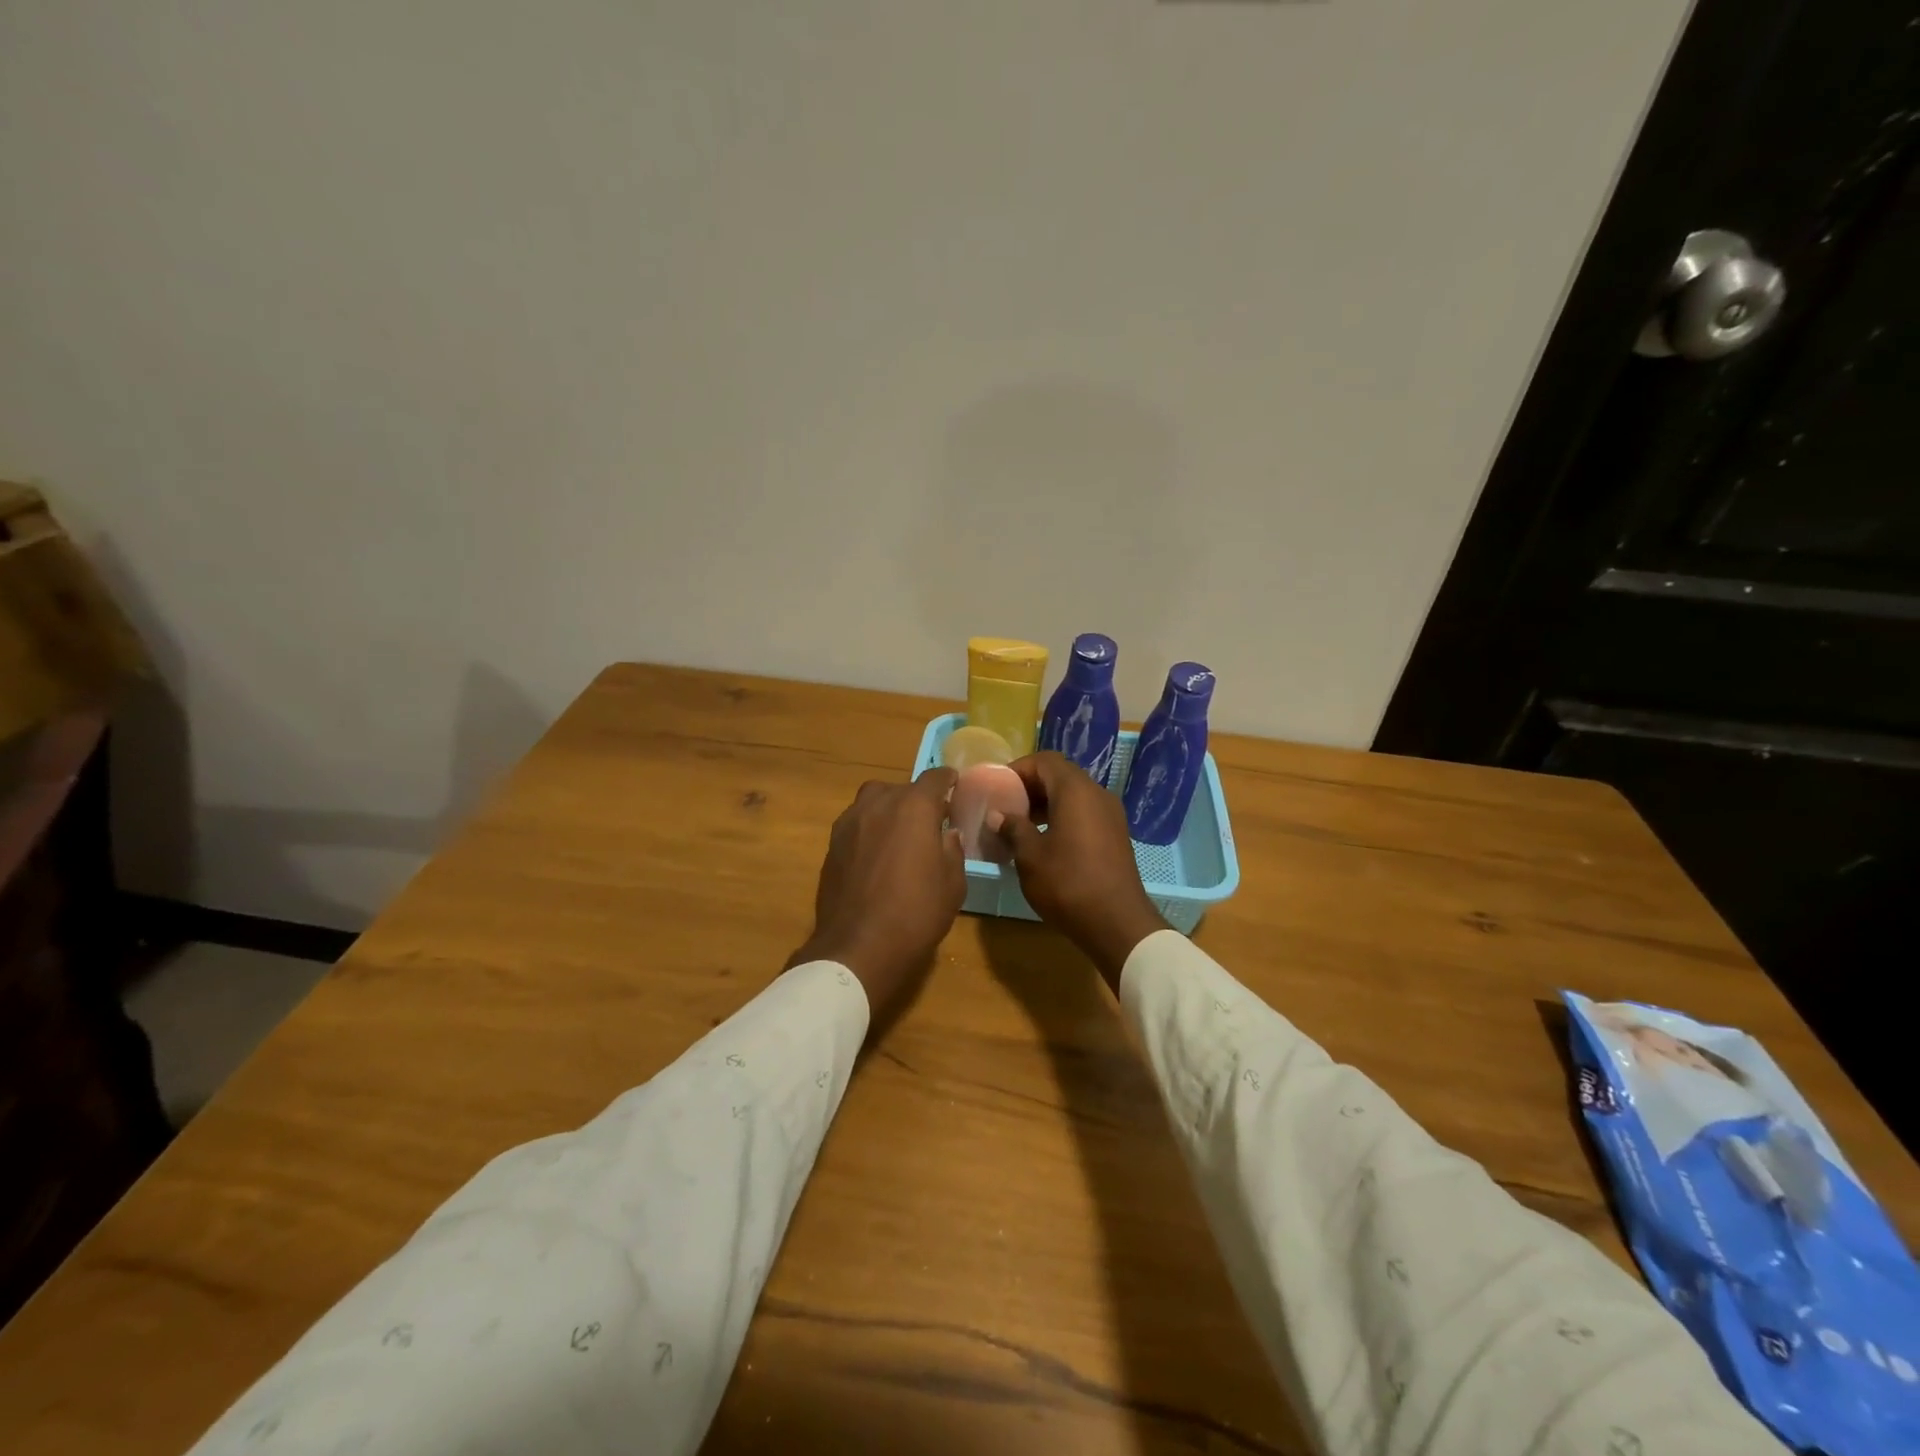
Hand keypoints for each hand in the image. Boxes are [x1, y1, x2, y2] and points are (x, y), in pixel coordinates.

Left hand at [788, 770, 965, 1028]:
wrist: (858, 946)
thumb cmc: (916, 913)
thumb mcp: (952, 884)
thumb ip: (953, 850)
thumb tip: (947, 833)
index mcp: (914, 807)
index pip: (935, 778)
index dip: (948, 780)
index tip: (955, 786)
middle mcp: (879, 804)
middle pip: (901, 788)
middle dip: (917, 799)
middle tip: (930, 822)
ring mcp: (850, 822)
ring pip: (873, 801)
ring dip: (889, 809)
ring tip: (900, 834)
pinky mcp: (832, 844)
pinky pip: (856, 823)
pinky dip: (869, 829)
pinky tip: (877, 854)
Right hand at [995, 752, 1167, 989]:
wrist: (1117, 923)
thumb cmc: (1068, 884)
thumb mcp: (1030, 856)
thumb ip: (1013, 828)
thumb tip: (999, 814)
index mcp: (1076, 791)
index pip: (1045, 761)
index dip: (1019, 769)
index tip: (998, 787)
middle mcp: (1097, 794)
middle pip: (1060, 775)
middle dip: (1031, 786)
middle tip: (1006, 806)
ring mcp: (1111, 815)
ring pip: (1074, 795)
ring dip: (1047, 803)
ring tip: (1021, 826)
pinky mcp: (1116, 835)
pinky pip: (1085, 812)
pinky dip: (1063, 817)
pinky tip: (1045, 842)